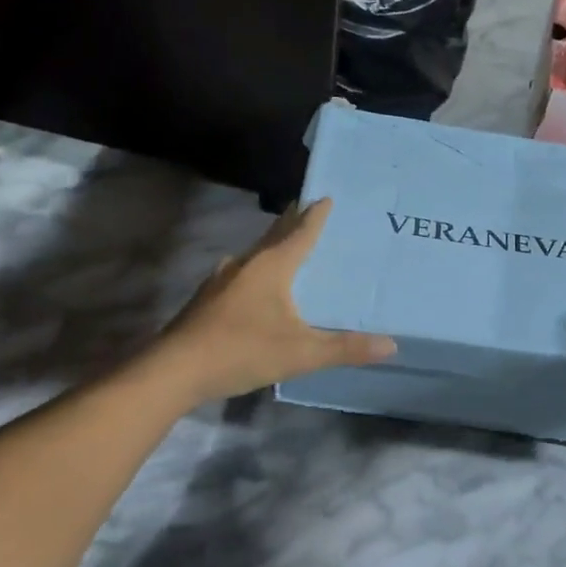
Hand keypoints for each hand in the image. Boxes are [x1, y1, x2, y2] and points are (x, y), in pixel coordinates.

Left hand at [154, 199, 394, 403]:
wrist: (174, 370)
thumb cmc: (242, 350)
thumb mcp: (301, 353)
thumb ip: (345, 349)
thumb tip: (391, 345)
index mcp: (271, 267)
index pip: (300, 232)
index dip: (315, 216)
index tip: (326, 197)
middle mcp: (246, 264)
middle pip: (274, 235)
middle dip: (292, 222)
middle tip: (308, 209)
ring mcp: (221, 280)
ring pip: (254, 253)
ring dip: (272, 245)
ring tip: (286, 245)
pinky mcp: (207, 299)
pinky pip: (241, 272)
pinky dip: (257, 269)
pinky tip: (255, 285)